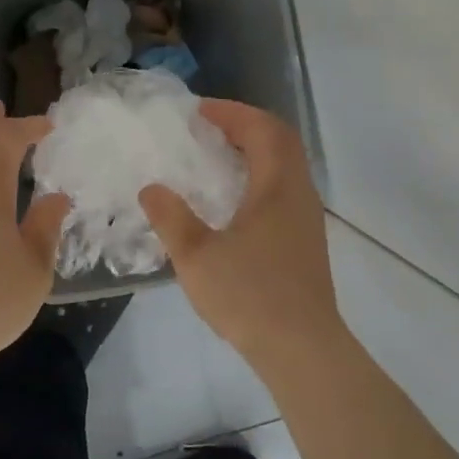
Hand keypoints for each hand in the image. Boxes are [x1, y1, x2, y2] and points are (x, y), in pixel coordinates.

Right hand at [139, 100, 348, 368]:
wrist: (302, 349)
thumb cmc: (250, 296)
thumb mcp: (197, 256)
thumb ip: (171, 218)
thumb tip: (152, 188)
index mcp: (278, 186)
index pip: (262, 129)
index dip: (232, 113)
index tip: (199, 110)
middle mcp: (299, 193)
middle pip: (281, 140)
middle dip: (246, 125)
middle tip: (210, 126)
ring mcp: (307, 218)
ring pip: (287, 165)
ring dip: (256, 150)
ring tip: (218, 156)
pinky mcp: (306, 240)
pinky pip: (285, 188)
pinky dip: (261, 175)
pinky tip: (235, 199)